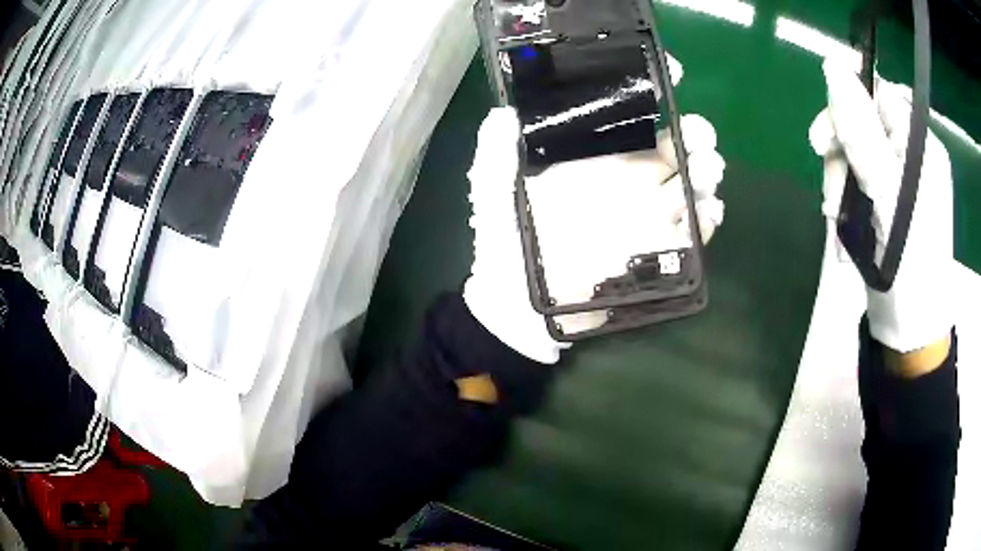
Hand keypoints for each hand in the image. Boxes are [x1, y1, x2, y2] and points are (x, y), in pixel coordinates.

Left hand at [464, 60, 725, 362]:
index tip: (671, 73)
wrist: (518, 308)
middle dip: (694, 133)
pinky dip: (707, 218)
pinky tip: (705, 212)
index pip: (628, 117)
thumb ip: (496, 154)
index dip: (653, 92)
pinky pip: (692, 230)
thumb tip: (504, 112)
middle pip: (672, 146)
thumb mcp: (493, 194)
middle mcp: (624, 178)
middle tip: (697, 136)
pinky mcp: (655, 251)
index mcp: (591, 158)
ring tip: (705, 173)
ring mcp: (644, 214)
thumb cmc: (505, 246)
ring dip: (707, 171)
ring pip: (690, 182)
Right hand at [809, 60, 953, 358]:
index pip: (877, 97)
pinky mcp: (887, 205)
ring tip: (837, 223)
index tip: (824, 142)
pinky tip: (844, 231)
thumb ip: (861, 129)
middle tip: (831, 195)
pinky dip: (845, 204)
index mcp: (921, 147)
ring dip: (839, 186)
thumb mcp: (887, 193)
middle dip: (841, 156)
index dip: (848, 109)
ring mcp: (899, 182)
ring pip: (855, 156)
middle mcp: (912, 157)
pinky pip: (857, 184)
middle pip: (862, 125)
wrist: (908, 332)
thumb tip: (832, 67)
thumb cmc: (908, 266)